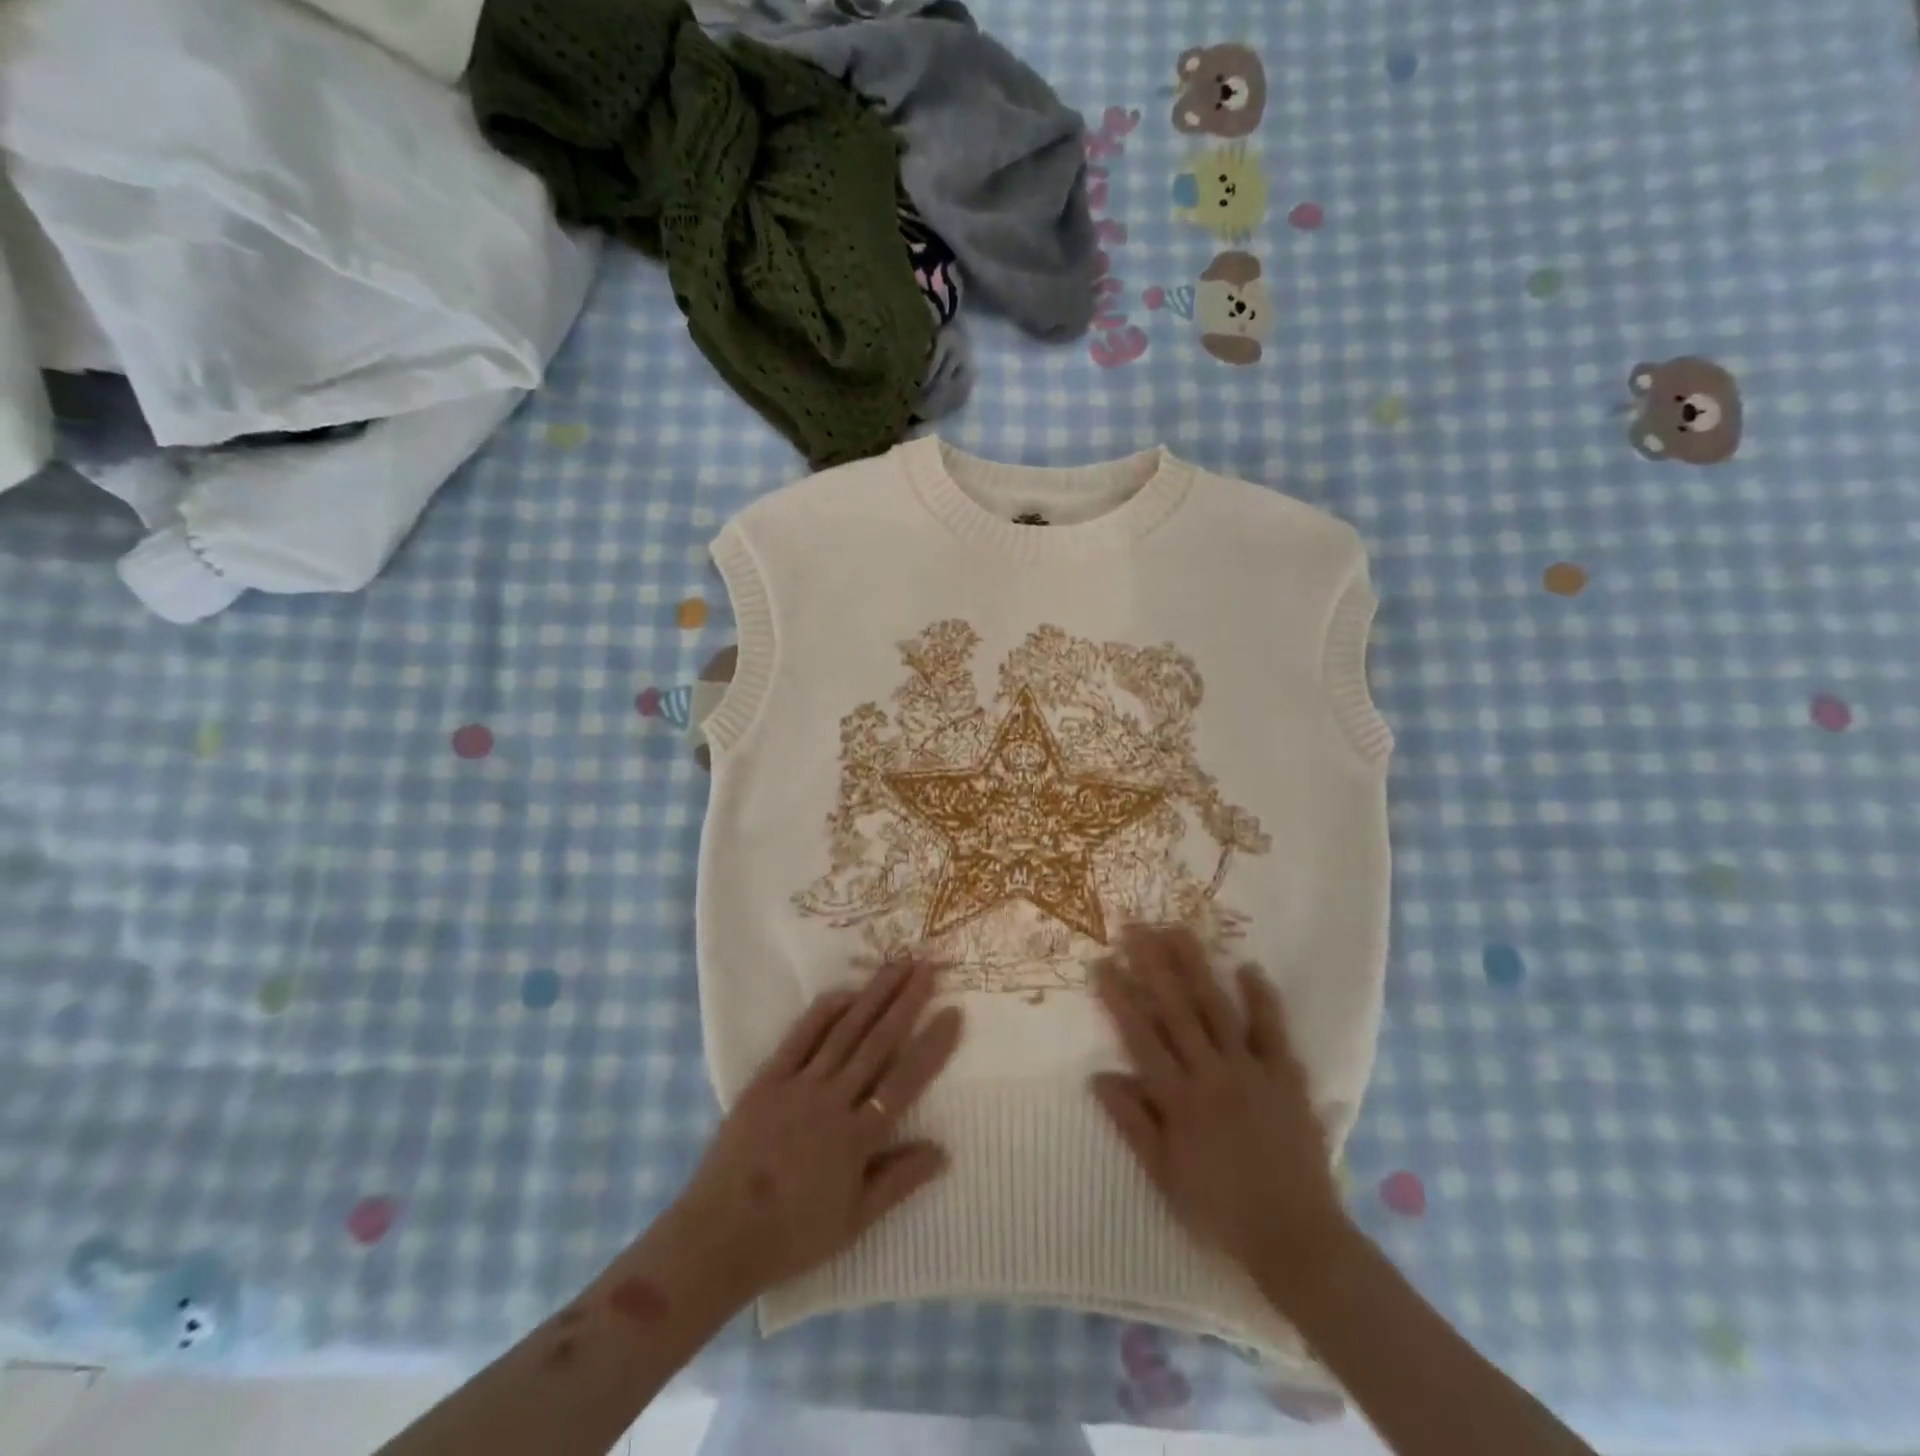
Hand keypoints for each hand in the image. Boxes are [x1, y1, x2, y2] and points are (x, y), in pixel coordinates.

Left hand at [670, 958, 963, 1300]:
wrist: (718, 1236)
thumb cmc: (792, 1235)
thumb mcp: (854, 1222)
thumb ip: (898, 1181)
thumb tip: (943, 1150)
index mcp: (857, 1137)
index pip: (904, 1081)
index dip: (932, 1045)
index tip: (954, 1012)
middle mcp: (832, 1101)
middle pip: (878, 1042)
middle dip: (906, 1001)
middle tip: (928, 966)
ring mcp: (798, 1085)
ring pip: (845, 1031)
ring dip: (873, 995)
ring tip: (897, 965)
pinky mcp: (768, 1080)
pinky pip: (800, 1038)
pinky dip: (824, 1012)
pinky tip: (845, 991)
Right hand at [1091, 925, 1346, 1282]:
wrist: (1297, 1238)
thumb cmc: (1220, 1211)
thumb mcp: (1164, 1175)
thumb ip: (1132, 1123)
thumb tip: (1098, 1077)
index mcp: (1178, 1099)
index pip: (1140, 1035)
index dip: (1119, 996)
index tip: (1102, 962)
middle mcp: (1211, 1074)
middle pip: (1176, 1009)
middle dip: (1152, 965)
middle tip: (1135, 927)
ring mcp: (1251, 1071)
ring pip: (1218, 1008)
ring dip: (1197, 967)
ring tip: (1179, 930)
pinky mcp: (1285, 1076)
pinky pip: (1273, 1030)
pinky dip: (1261, 998)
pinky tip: (1248, 967)